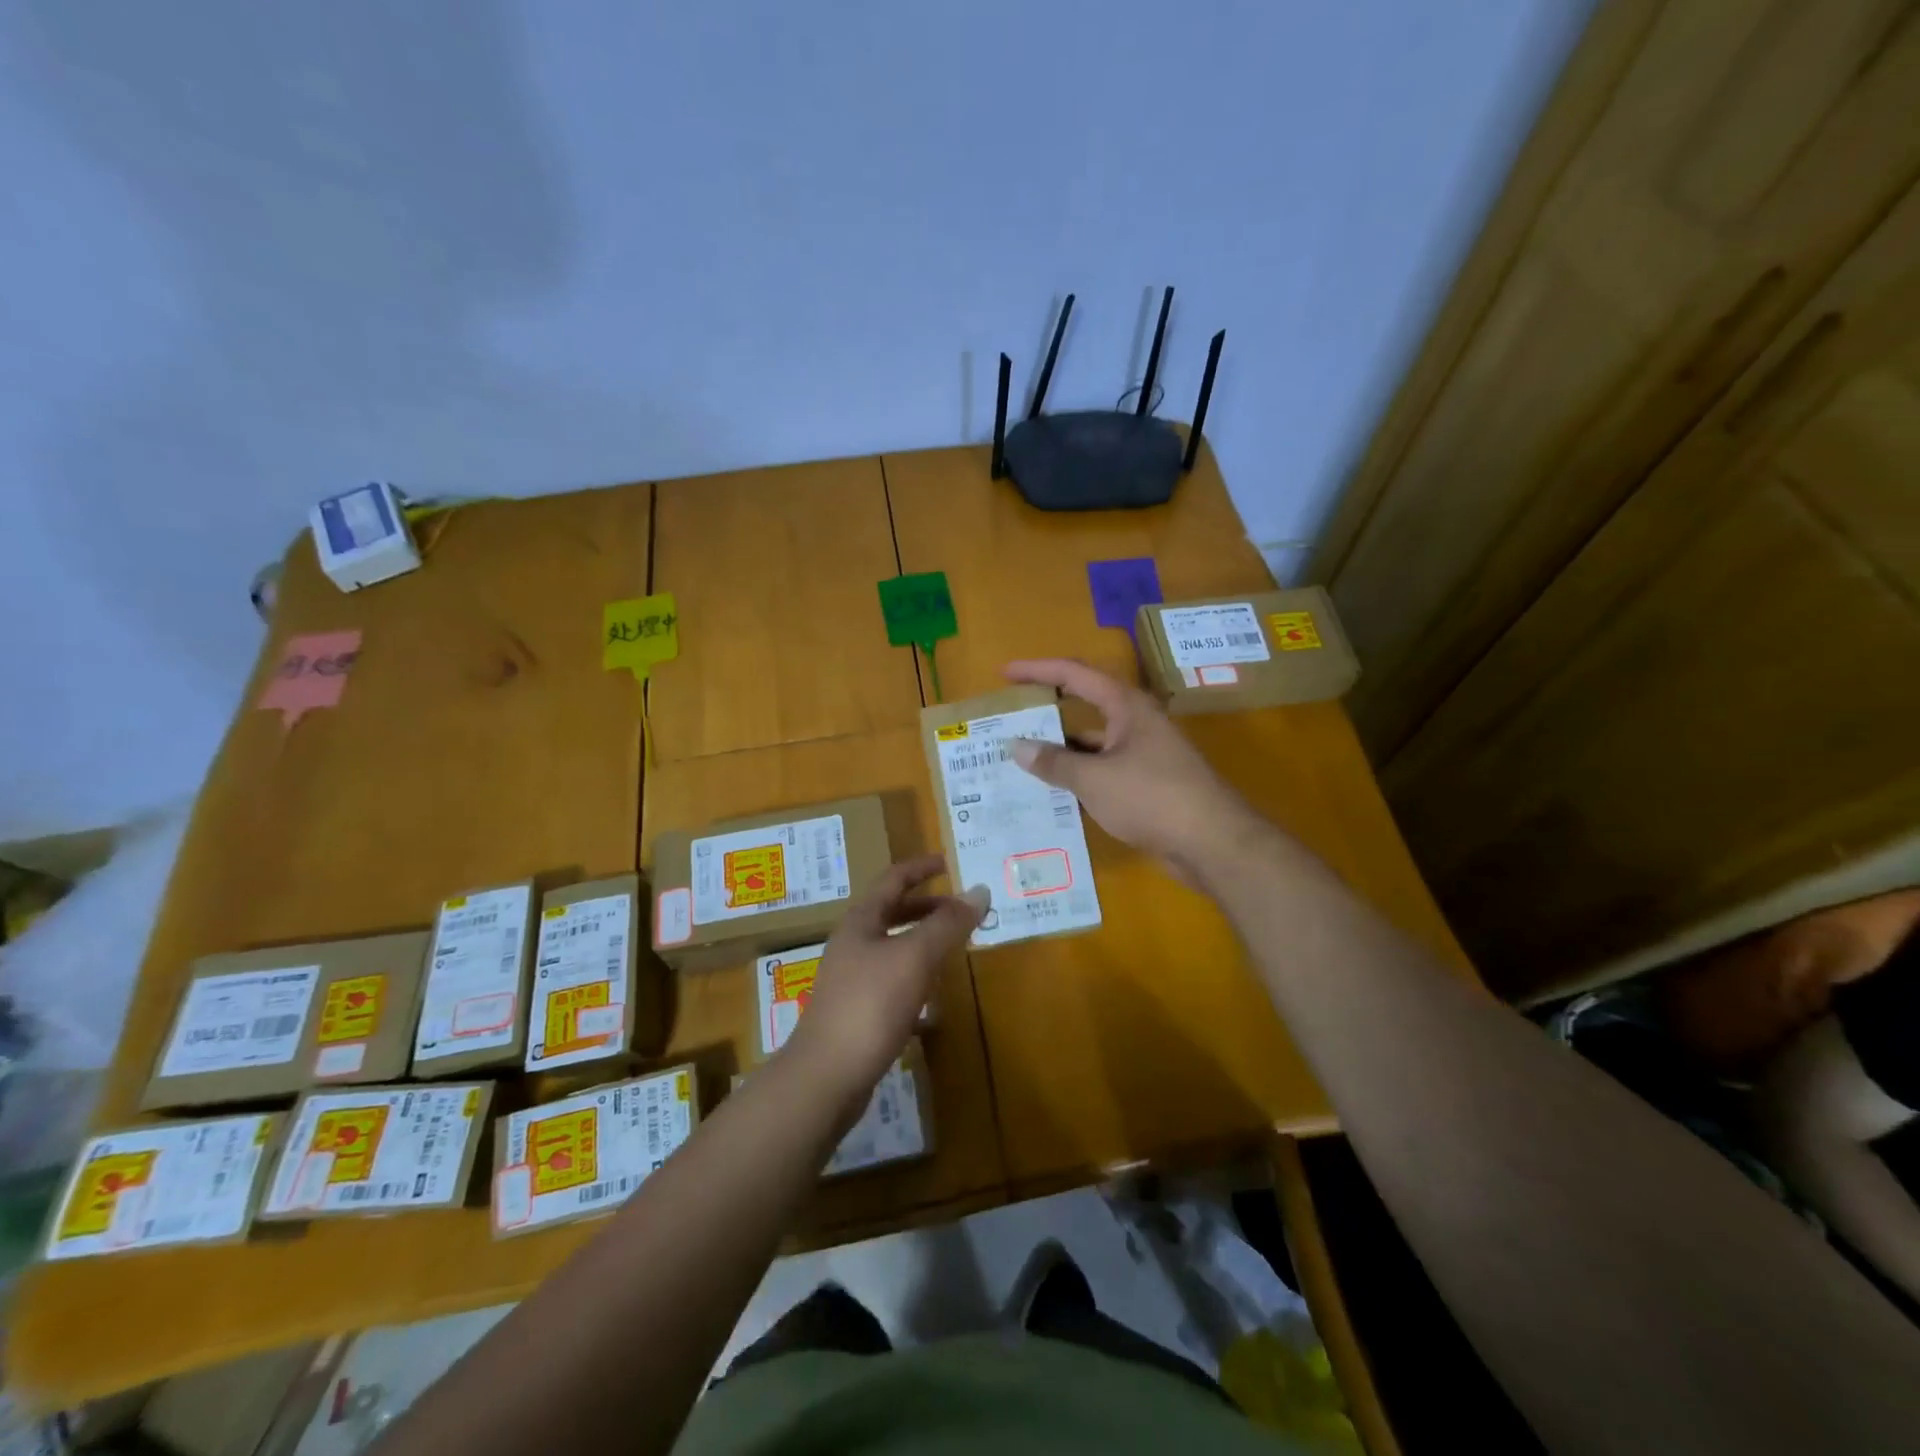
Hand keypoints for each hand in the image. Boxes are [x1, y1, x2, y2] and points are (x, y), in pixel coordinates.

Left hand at [782, 854, 986, 1114]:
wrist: (826, 1077)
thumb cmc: (870, 1005)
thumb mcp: (915, 957)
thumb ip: (947, 924)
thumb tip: (979, 891)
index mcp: (861, 922)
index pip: (893, 880)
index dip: (920, 868)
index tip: (947, 862)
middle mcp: (852, 946)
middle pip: (892, 915)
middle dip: (927, 909)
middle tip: (960, 911)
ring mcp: (852, 982)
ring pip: (893, 952)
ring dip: (923, 947)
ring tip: (953, 953)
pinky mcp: (857, 1016)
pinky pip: (892, 989)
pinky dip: (916, 987)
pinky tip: (935, 1008)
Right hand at [1002, 658, 1266, 884]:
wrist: (1212, 843)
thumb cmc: (1152, 797)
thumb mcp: (1094, 778)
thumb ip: (1054, 762)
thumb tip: (1016, 746)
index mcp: (1126, 706)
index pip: (1074, 674)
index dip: (1037, 670)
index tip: (1004, 674)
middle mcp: (1135, 722)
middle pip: (1084, 705)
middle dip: (1047, 710)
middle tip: (1009, 718)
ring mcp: (1143, 754)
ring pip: (1092, 743)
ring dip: (1060, 749)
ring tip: (1020, 758)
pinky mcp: (1146, 783)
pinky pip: (1102, 771)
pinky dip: (1078, 776)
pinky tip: (1052, 792)